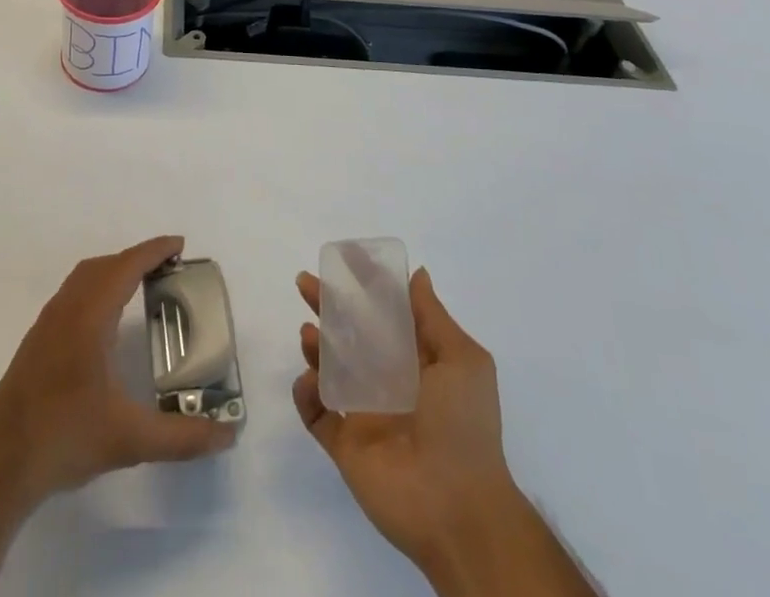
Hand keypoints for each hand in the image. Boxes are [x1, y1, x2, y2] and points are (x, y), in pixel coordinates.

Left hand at [0, 235, 235, 510]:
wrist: (0, 465)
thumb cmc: (65, 438)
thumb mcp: (130, 440)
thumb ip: (181, 436)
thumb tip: (227, 436)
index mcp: (89, 317)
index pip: (125, 267)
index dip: (153, 251)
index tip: (179, 245)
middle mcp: (66, 310)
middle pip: (103, 266)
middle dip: (135, 258)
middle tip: (166, 268)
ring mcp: (46, 325)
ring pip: (83, 278)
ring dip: (112, 271)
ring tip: (139, 286)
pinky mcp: (35, 343)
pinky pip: (71, 295)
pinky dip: (95, 288)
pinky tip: (104, 322)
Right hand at [292, 268, 593, 596]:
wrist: (458, 510)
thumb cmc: (464, 426)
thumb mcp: (462, 361)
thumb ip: (433, 317)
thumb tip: (417, 274)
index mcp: (415, 361)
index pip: (383, 314)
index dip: (363, 287)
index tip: (342, 261)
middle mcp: (387, 382)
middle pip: (348, 334)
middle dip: (326, 306)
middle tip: (305, 283)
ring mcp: (363, 413)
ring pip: (328, 369)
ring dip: (314, 346)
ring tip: (309, 334)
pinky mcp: (344, 444)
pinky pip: (315, 413)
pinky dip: (305, 393)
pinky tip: (310, 380)